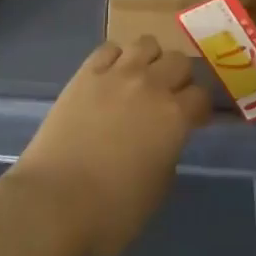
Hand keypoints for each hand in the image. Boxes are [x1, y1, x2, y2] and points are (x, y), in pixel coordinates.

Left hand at [9, 38, 211, 255]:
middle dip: (180, 78)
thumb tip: (164, 143)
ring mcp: (116, 74)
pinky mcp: (86, 73)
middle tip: (170, 98)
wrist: (54, 201)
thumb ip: (168, 158)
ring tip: (141, 79)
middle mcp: (150, 86)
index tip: (194, 121)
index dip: (200, 109)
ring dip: (150, 59)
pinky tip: (111, 76)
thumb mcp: (156, 194)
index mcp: (174, 117)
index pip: (201, 96)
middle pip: (178, 61)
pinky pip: (109, 48)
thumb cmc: (110, 212)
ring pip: (146, 43)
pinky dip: (116, 57)